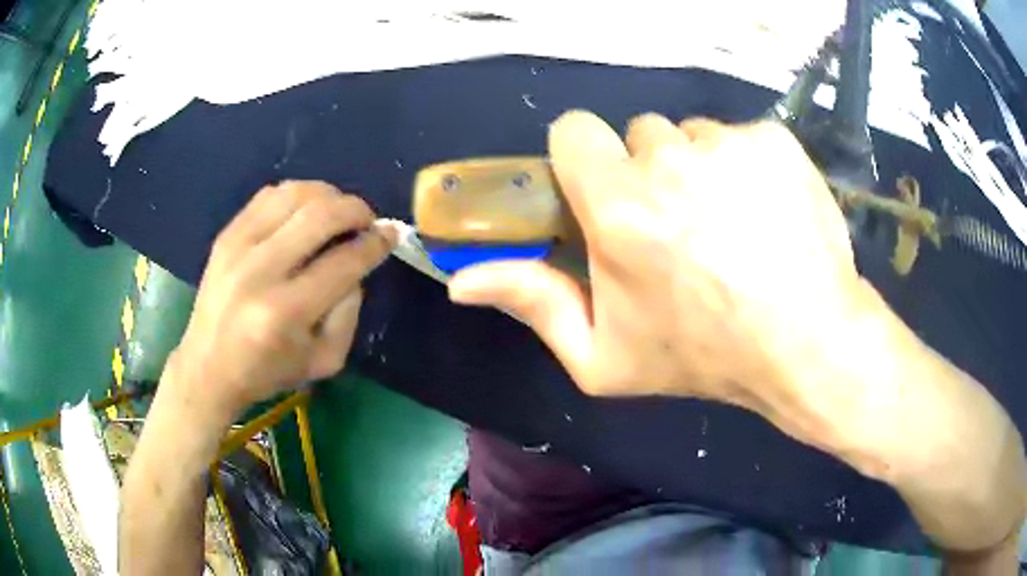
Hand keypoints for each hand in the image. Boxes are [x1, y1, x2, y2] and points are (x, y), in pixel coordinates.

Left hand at [166, 181, 395, 423]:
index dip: (375, 244)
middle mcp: (259, 272)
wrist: (208, 367)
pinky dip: (296, 195)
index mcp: (285, 313)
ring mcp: (238, 247)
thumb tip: (357, 265)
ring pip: (294, 195)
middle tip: (367, 219)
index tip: (390, 235)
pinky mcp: (225, 235)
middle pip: (320, 216)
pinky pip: (268, 195)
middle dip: (356, 209)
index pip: (343, 262)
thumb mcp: (324, 361)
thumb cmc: (268, 372)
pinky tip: (304, 211)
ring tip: (337, 211)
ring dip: (328, 195)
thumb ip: (349, 313)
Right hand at [448, 111, 1026, 556]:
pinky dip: (746, 166)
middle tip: (680, 227)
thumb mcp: (604, 356)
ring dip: (699, 169)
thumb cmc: (705, 356)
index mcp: (620, 208)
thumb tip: (460, 280)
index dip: (585, 159)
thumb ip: (532, 305)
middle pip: (638, 134)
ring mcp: (730, 144)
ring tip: (730, 225)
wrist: (808, 343)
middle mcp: (671, 160)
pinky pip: (740, 137)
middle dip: (648, 172)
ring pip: (692, 135)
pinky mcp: (774, 140)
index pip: (573, 131)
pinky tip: (765, 212)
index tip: (605, 192)